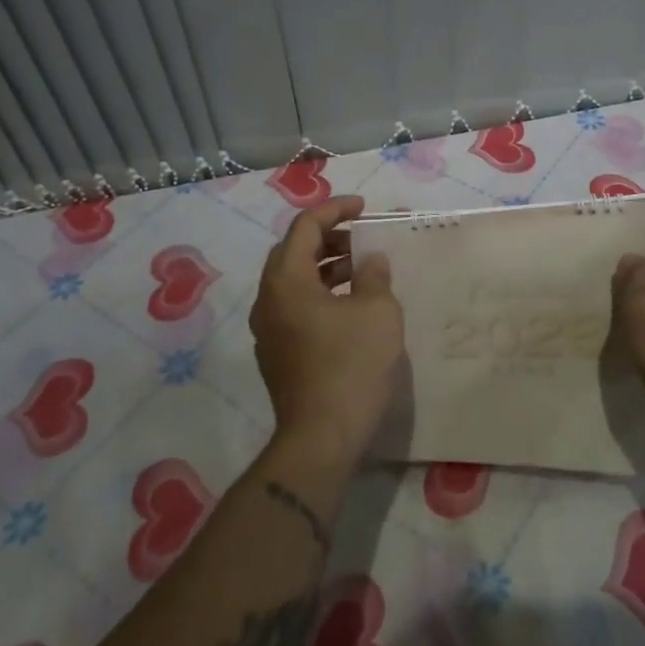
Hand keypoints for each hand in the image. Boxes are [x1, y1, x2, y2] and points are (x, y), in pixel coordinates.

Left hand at [249, 195, 404, 469]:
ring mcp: (268, 329)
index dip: (335, 210)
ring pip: (294, 281)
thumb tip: (370, 261)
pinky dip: (319, 293)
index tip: (364, 208)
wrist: (322, 438)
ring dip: (325, 267)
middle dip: (329, 238)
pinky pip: (295, 307)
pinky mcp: (276, 354)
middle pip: (293, 252)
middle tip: (362, 238)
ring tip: (361, 269)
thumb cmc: (351, 366)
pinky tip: (349, 306)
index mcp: (285, 281)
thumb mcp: (377, 312)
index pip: (305, 227)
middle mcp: (267, 300)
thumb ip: (374, 275)